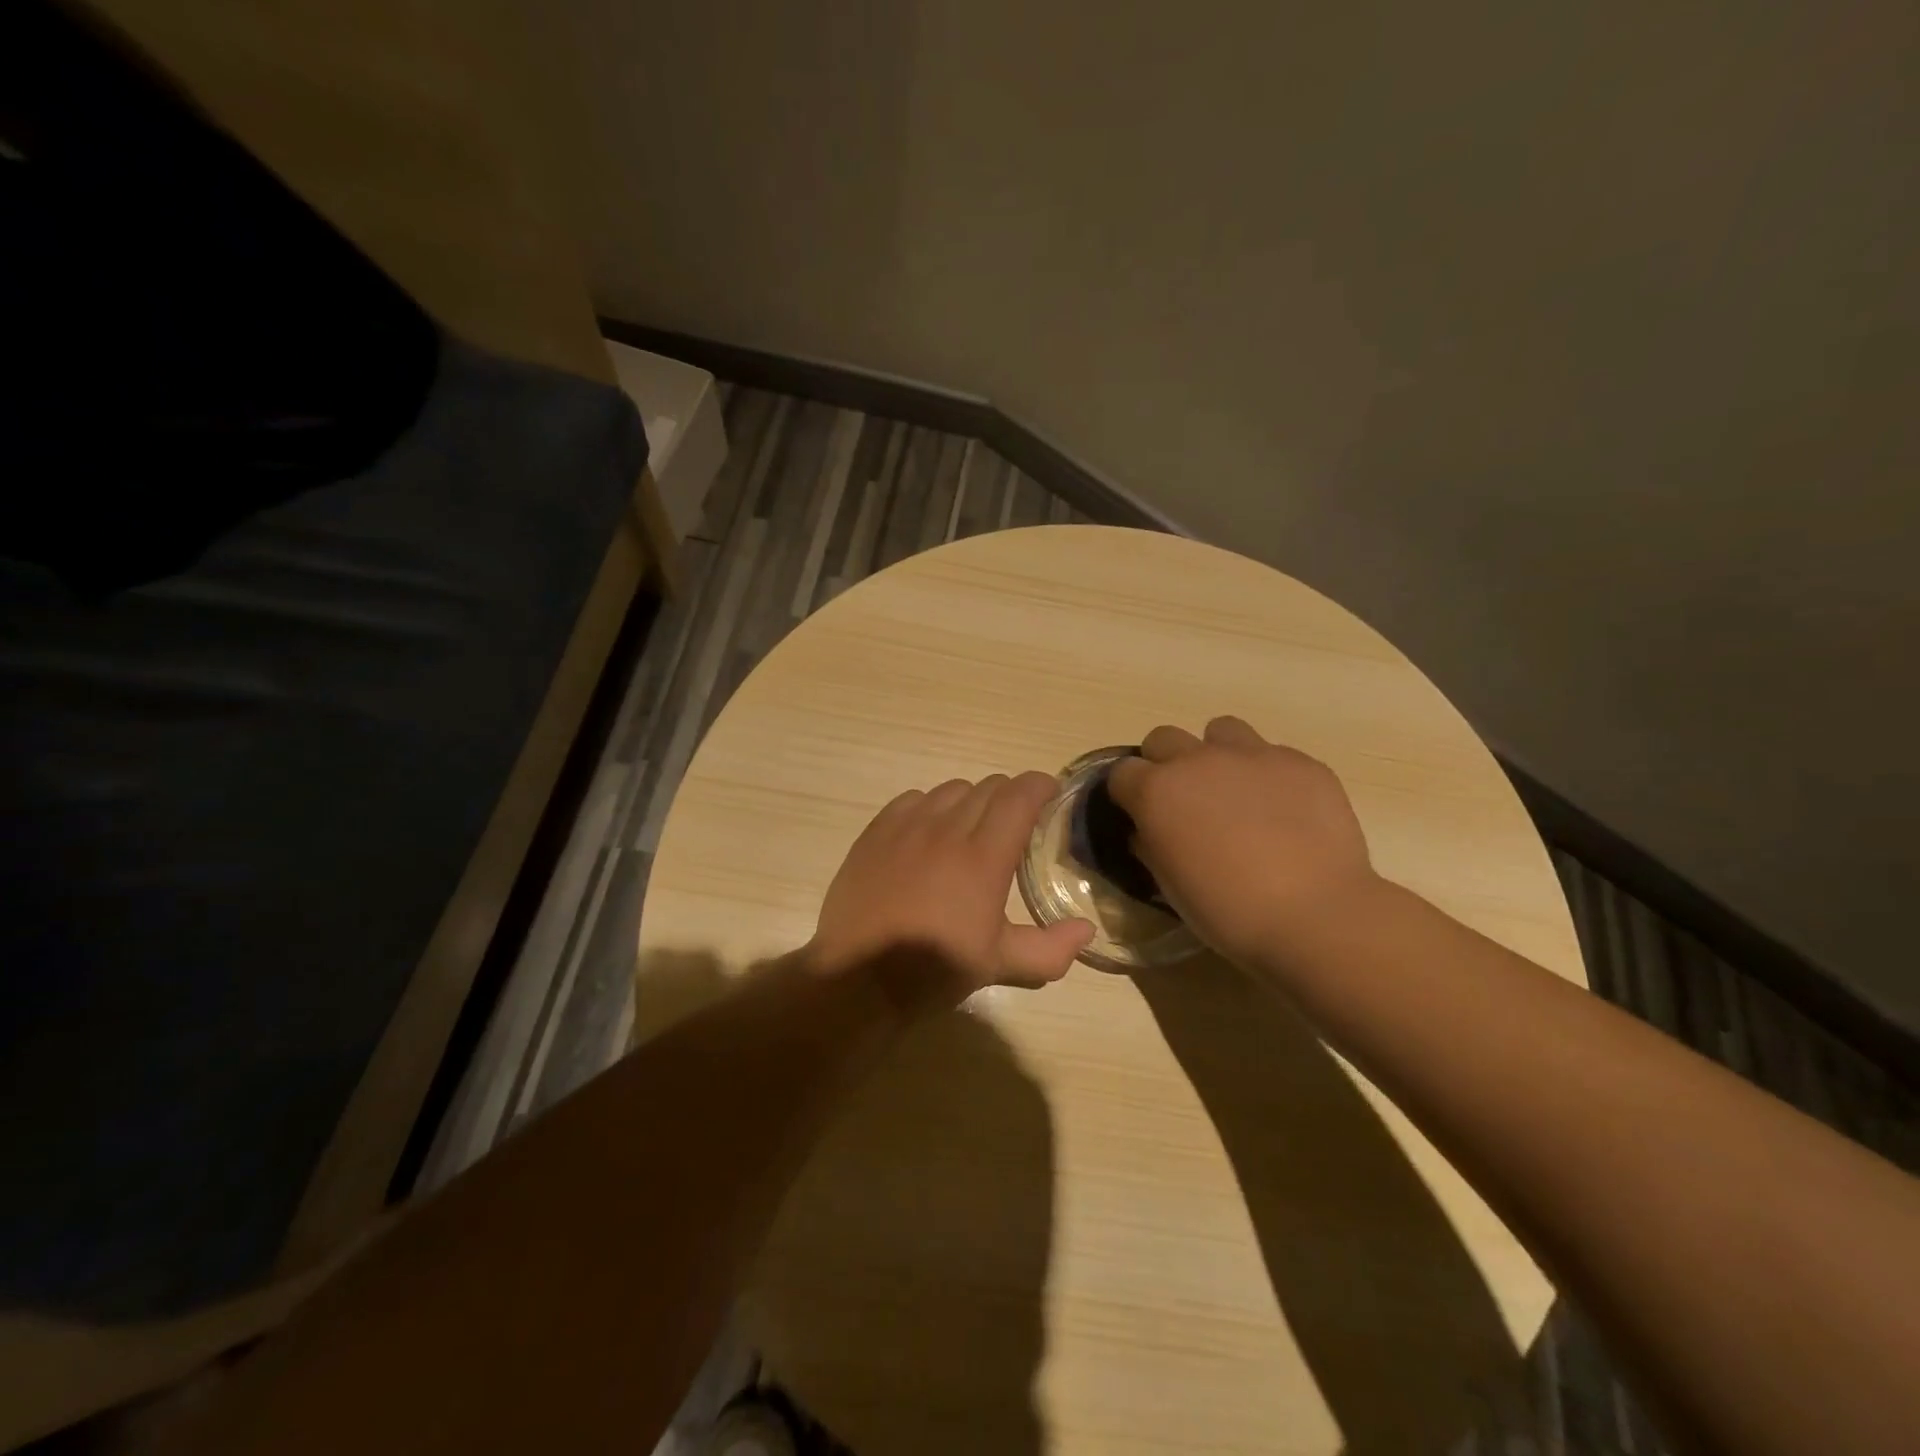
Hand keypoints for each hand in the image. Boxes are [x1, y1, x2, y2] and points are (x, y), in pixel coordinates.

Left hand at [809, 772, 1094, 1012]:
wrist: (858, 976)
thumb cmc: (934, 969)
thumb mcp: (999, 965)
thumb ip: (1050, 948)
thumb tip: (1086, 930)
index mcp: (983, 856)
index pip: (1020, 795)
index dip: (1041, 786)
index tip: (1051, 794)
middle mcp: (947, 829)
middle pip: (989, 787)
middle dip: (1011, 797)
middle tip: (1016, 824)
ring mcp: (907, 826)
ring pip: (951, 789)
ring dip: (972, 801)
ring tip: (971, 828)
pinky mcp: (876, 832)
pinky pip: (913, 799)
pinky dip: (931, 806)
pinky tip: (930, 832)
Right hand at [1108, 717, 1377, 964]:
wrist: (1315, 914)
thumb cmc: (1228, 911)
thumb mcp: (1170, 886)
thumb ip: (1152, 847)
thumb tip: (1149, 832)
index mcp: (1157, 791)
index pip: (1122, 772)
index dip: (1128, 793)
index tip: (1140, 815)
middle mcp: (1198, 760)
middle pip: (1164, 738)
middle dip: (1165, 763)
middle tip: (1184, 801)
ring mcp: (1252, 755)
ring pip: (1221, 731)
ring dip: (1217, 754)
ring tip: (1235, 792)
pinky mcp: (1300, 762)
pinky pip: (1272, 754)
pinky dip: (1268, 775)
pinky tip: (1285, 810)